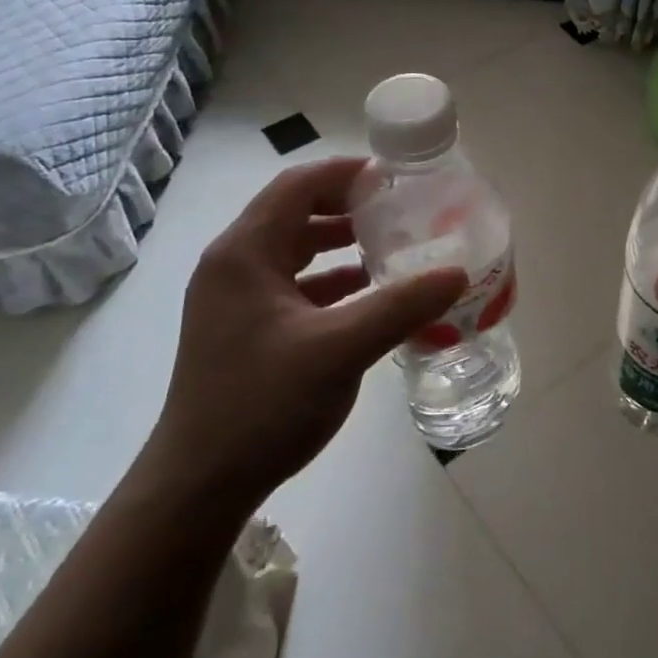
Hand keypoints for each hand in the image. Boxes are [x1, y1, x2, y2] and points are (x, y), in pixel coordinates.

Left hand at [146, 157, 467, 510]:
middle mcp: (234, 266)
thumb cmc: (263, 404)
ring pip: (295, 250)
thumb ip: (402, 306)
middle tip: (402, 209)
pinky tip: (369, 293)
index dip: (346, 173)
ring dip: (341, 242)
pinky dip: (332, 280)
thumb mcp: (341, 350)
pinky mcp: (245, 329)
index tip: (396, 177)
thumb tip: (457, 273)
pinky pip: (294, 285)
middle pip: (295, 212)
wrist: (199, 485)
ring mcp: (236, 300)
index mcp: (245, 253)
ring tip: (393, 244)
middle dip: (348, 206)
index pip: (298, 186)